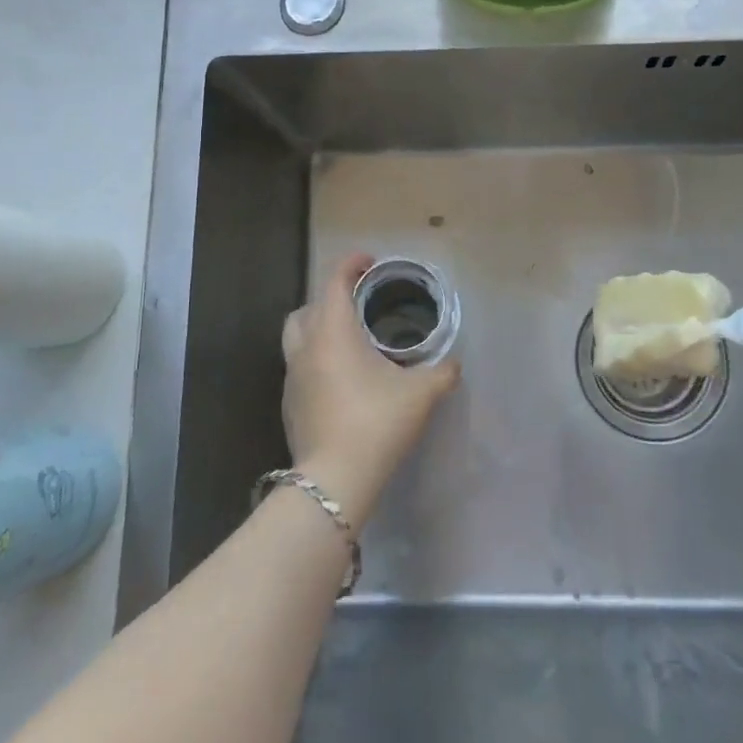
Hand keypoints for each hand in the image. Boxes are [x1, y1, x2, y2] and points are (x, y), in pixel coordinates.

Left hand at [281, 253, 460, 524]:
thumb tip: (453, 365)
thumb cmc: (377, 423)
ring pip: (297, 337)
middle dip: (330, 298)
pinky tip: (341, 380)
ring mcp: (292, 377)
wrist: (334, 481)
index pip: (334, 281)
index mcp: (333, 332)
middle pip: (308, 307)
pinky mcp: (289, 404)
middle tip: (358, 305)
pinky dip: (316, 360)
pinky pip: (299, 367)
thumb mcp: (421, 394)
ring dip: (318, 329)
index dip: (351, 264)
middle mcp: (306, 347)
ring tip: (348, 341)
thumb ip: (442, 372)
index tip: (369, 261)